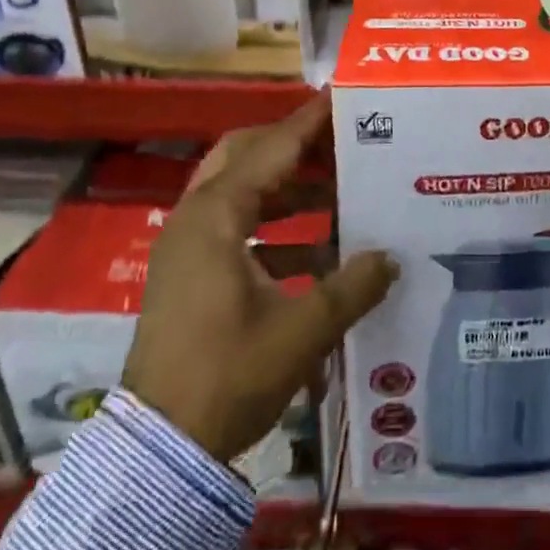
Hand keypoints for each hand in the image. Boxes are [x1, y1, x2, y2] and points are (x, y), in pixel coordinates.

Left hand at [122, 95, 397, 462]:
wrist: (158, 449)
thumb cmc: (227, 376)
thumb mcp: (301, 331)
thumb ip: (351, 287)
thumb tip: (391, 258)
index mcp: (216, 217)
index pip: (271, 149)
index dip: (308, 123)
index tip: (341, 99)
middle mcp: (196, 219)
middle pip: (244, 156)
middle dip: (292, 147)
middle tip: (339, 145)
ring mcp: (186, 247)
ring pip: (238, 191)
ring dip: (286, 188)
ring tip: (338, 194)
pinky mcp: (188, 274)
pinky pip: (234, 227)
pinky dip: (273, 228)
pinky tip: (315, 254)